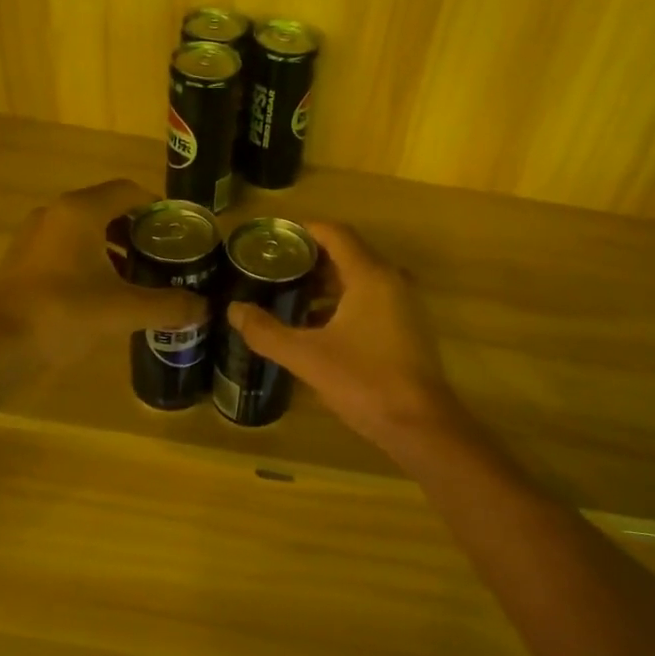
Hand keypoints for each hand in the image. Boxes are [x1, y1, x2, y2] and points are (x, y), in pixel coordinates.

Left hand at [0, 179, 207, 368]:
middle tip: (167, 254)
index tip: (180, 230)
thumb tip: (205, 308)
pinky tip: (107, 290)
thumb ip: (168, 306)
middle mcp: (56, 214)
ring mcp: (36, 236)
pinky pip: (68, 247)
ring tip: (142, 274)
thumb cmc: (63, 313)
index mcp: (81, 212)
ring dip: (115, 246)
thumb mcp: (124, 310)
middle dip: (140, 230)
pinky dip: (92, 259)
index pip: (129, 191)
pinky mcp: (25, 260)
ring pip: (86, 229)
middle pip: (108, 208)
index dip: (158, 207)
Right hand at [226, 222, 464, 449]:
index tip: (274, 238)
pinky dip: (342, 303)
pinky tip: (316, 327)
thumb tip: (234, 309)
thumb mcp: (307, 357)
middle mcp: (391, 281)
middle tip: (273, 268)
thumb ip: (267, 332)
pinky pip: (370, 300)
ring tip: (288, 295)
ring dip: (325, 283)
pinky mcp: (407, 328)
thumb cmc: (364, 382)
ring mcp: (403, 305)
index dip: (304, 230)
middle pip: (348, 254)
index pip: (336, 234)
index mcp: (370, 276)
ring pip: (359, 279)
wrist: (419, 425)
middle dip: (310, 259)